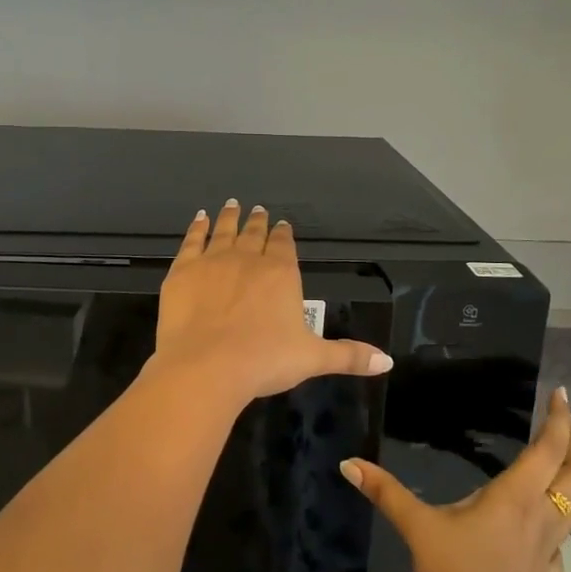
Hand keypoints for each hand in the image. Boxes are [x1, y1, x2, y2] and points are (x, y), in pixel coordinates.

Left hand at [153, 200, 393, 404]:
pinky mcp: (182, 270)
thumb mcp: (313, 359)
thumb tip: (387, 362)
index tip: (282, 224)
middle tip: (257, 210)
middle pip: (254, 234)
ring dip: (230, 217)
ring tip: (233, 205)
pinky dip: (197, 227)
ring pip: (224, 230)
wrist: (206, 366)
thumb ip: (349, 356)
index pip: (284, 245)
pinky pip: (192, 240)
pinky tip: (199, 218)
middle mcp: (248, 258)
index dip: (283, 234)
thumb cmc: (264, 361)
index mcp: (281, 273)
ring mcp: (213, 261)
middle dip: (258, 221)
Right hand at [340, 386, 570, 571]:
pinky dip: (559, 522)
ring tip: (565, 461)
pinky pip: (561, 540)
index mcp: (516, 495)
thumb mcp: (418, 528)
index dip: (559, 419)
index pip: (549, 448)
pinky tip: (543, 528)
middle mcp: (540, 515)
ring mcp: (549, 548)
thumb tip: (348, 463)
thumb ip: (386, 492)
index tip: (563, 394)